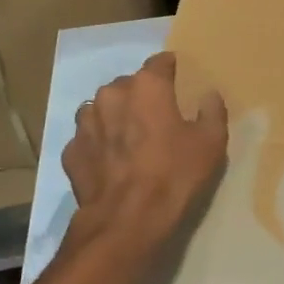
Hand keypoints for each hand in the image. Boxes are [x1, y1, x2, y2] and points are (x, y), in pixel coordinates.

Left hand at [62, 52, 227, 264]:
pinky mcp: (70, 151)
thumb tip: (209, 95)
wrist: (126, 221)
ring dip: (116, 118)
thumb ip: (212, 112)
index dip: (171, 70)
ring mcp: (85, 122)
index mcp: (146, 85)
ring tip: (131, 140)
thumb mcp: (211, 143)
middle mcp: (111, 94)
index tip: (179, 82)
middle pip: (129, 85)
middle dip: (141, 96)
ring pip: (103, 109)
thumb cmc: (174, 175)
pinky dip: (99, 145)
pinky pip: (88, 138)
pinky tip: (112, 163)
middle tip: (157, 120)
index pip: (159, 62)